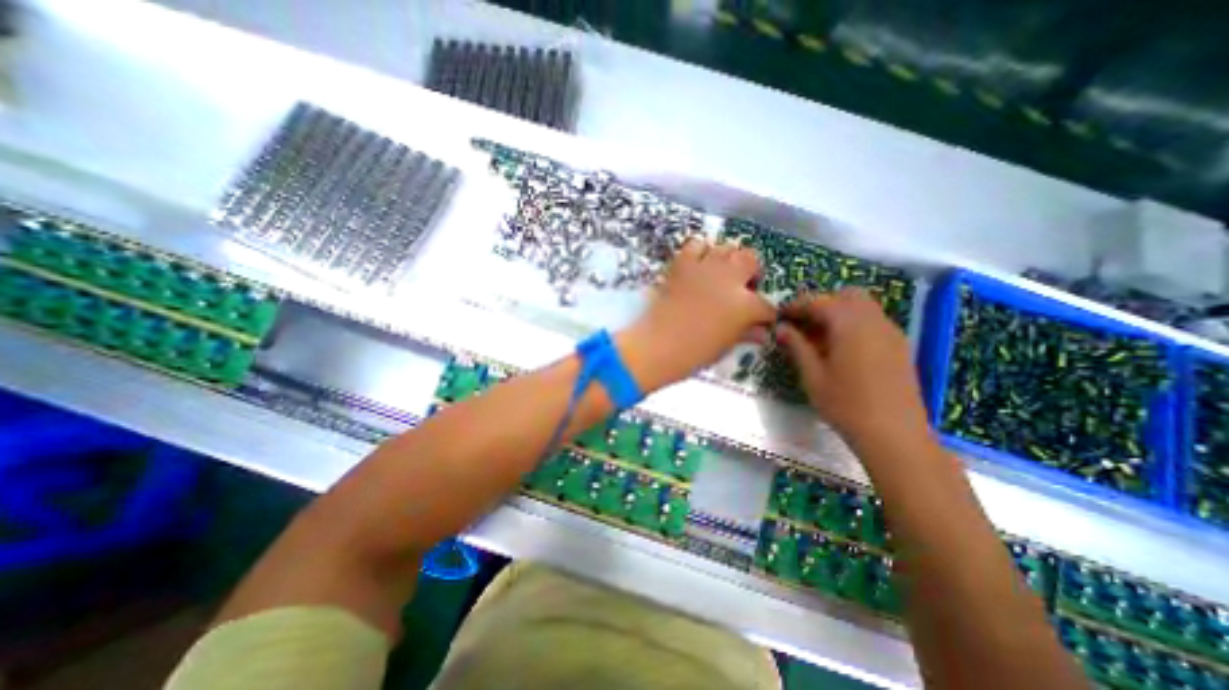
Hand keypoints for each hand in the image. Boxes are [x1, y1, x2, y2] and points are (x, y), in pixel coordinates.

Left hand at [621, 238, 769, 390]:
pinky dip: (700, 251)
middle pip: (751, 260)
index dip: (765, 315)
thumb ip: (745, 334)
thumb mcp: (725, 346)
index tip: (761, 320)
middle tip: (743, 286)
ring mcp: (706, 268)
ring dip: (728, 259)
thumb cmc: (694, 353)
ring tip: (721, 273)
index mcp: (745, 305)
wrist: (658, 344)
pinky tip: (698, 265)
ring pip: (726, 248)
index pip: (765, 306)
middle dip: (752, 271)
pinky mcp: (683, 264)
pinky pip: (696, 245)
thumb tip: (761, 333)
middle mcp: (730, 279)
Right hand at [776, 288, 933, 445]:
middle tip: (802, 324)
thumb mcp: (813, 376)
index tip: (779, 316)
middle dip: (821, 304)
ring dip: (838, 313)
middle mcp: (874, 320)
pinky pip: (873, 322)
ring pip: (862, 307)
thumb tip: (781, 328)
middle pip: (846, 295)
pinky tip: (841, 348)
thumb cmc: (846, 405)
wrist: (895, 435)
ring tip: (818, 337)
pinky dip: (853, 324)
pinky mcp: (899, 347)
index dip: (796, 306)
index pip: (818, 302)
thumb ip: (797, 346)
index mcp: (849, 324)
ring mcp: (891, 332)